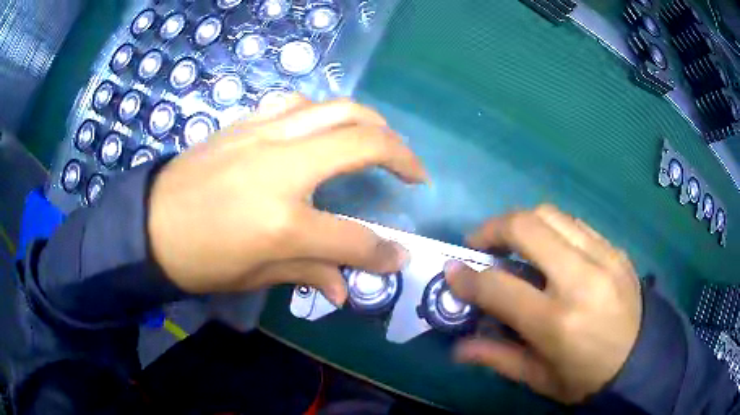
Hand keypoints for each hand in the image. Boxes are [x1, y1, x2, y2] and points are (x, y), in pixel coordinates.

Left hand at [148, 95, 426, 302]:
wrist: (149, 223)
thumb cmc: (199, 259)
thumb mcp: (255, 276)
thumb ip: (308, 273)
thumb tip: (346, 289)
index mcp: (283, 221)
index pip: (355, 237)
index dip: (384, 252)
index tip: (399, 256)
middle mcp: (281, 167)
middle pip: (363, 142)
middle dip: (403, 156)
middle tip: (413, 172)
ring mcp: (264, 135)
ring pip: (336, 108)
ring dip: (369, 122)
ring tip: (379, 142)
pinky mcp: (246, 123)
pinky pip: (297, 104)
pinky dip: (322, 113)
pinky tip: (322, 129)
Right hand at [445, 205, 641, 403]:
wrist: (642, 360)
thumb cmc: (587, 378)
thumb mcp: (540, 379)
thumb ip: (498, 358)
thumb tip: (458, 348)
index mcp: (557, 322)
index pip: (498, 287)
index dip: (466, 276)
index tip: (452, 270)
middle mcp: (580, 279)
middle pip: (526, 226)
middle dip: (492, 228)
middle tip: (481, 245)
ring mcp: (603, 257)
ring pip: (551, 214)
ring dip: (522, 223)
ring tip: (513, 244)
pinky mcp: (615, 249)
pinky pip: (575, 224)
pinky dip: (552, 230)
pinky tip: (549, 250)